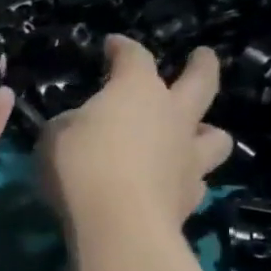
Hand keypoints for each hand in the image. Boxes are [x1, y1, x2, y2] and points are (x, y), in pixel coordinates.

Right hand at [39, 38, 231, 238]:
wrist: (118, 224)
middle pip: (201, 81)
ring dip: (207, 132)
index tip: (112, 46)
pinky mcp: (190, 199)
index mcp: (137, 91)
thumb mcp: (54, 137)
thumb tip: (79, 125)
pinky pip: (196, 182)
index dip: (122, 48)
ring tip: (196, 136)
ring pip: (216, 136)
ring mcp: (188, 158)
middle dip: (202, 66)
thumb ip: (70, 125)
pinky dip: (187, 180)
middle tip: (202, 57)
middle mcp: (173, 116)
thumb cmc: (80, 167)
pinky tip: (173, 185)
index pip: (134, 57)